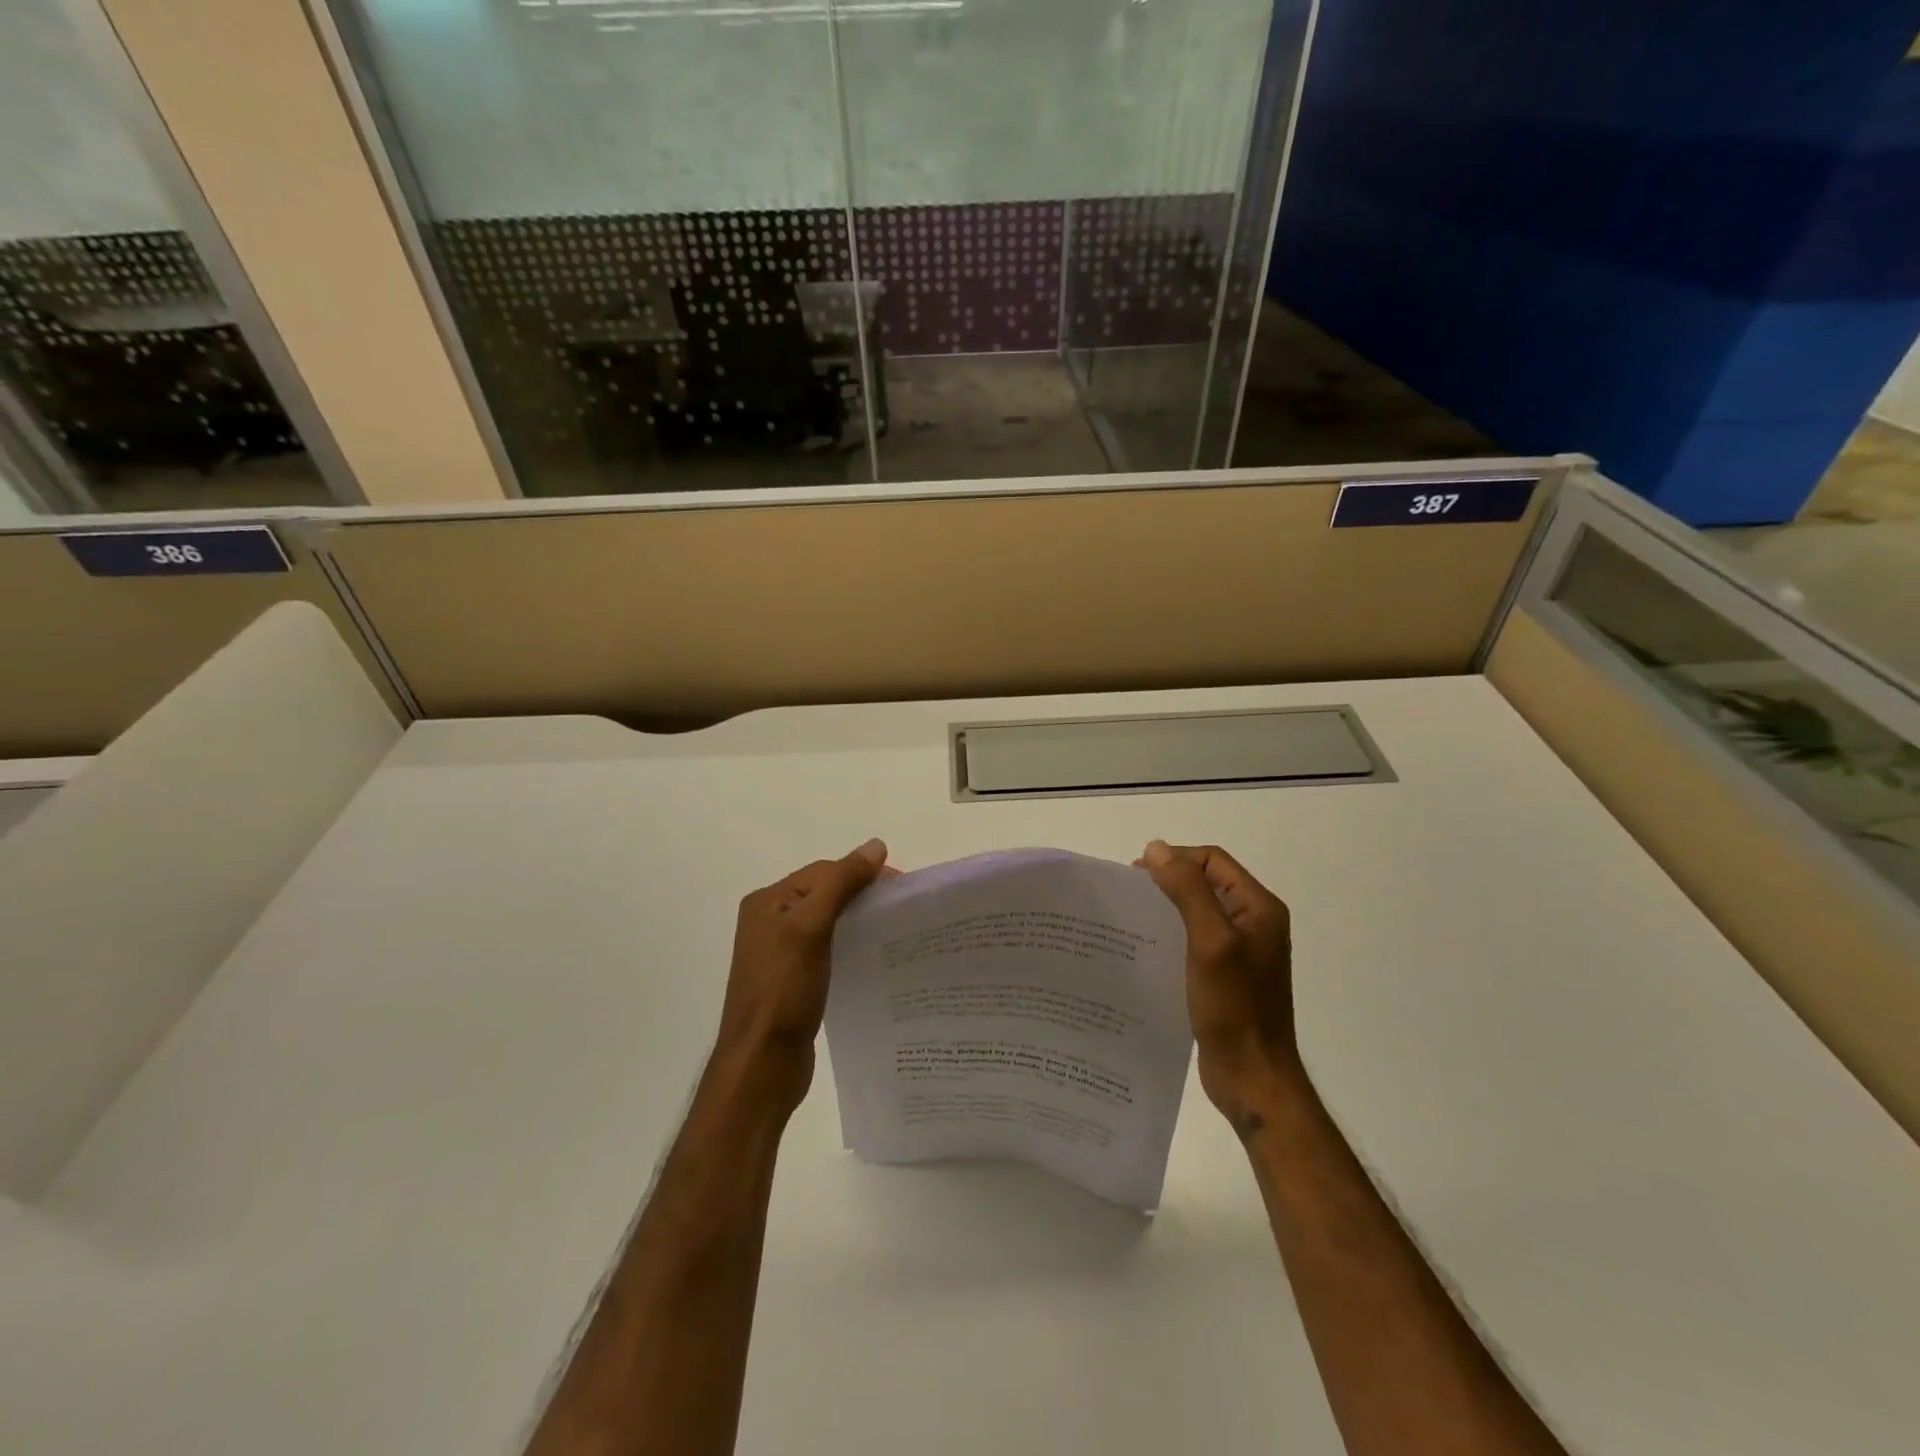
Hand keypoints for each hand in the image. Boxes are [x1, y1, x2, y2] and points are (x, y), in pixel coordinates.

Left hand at [711, 839, 890, 1113]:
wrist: (762, 1064)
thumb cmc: (784, 990)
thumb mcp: (811, 927)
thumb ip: (841, 884)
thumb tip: (876, 846)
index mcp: (768, 902)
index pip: (823, 872)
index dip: (861, 872)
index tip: (901, 887)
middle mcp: (769, 921)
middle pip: (824, 893)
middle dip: (862, 894)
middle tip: (901, 908)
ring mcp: (780, 953)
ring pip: (827, 922)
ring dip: (857, 920)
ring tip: (892, 930)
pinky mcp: (792, 981)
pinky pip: (827, 949)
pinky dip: (849, 945)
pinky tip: (870, 957)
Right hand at [1137, 840, 1303, 1134]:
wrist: (1253, 1077)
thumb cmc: (1235, 1007)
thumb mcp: (1210, 941)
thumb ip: (1187, 891)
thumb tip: (1156, 848)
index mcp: (1259, 908)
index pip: (1212, 860)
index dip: (1175, 859)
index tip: (1137, 876)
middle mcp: (1252, 923)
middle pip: (1204, 883)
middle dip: (1167, 882)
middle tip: (1129, 897)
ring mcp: (1239, 951)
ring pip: (1197, 912)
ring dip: (1166, 909)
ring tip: (1131, 921)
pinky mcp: (1224, 976)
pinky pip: (1193, 941)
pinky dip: (1170, 936)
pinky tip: (1145, 950)